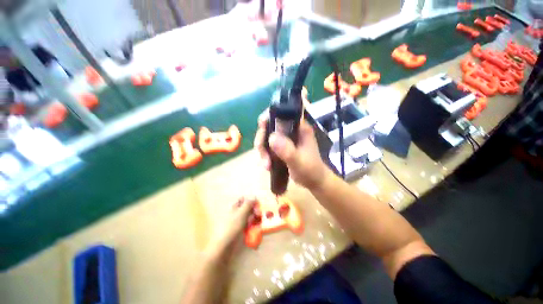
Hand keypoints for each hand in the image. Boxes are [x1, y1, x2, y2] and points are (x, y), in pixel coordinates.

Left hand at [205, 197, 256, 257]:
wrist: (224, 246)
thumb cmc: (232, 227)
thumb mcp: (241, 213)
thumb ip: (248, 204)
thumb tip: (254, 196)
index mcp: (234, 206)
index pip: (243, 199)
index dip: (250, 201)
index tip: (257, 206)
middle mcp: (236, 212)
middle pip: (247, 207)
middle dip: (254, 210)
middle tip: (259, 215)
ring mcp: (237, 221)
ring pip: (248, 216)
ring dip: (254, 217)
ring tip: (258, 222)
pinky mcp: (239, 230)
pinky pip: (247, 224)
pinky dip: (252, 224)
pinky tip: (254, 228)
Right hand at [254, 110, 329, 190]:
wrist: (313, 181)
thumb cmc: (311, 170)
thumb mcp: (299, 162)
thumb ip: (287, 151)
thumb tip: (271, 138)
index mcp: (299, 127)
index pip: (283, 112)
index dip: (269, 116)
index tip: (262, 126)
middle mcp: (291, 129)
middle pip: (270, 125)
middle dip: (263, 140)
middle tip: (264, 156)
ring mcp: (285, 138)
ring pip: (267, 136)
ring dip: (263, 150)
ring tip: (266, 165)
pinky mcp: (281, 146)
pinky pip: (268, 146)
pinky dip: (265, 154)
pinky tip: (267, 165)